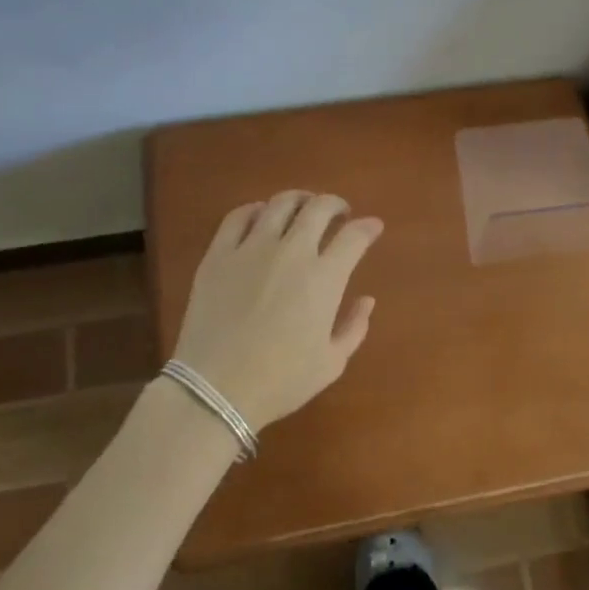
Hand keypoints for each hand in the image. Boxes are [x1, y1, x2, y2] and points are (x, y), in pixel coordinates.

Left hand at [172, 191, 384, 430]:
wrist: (215, 389)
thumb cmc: (280, 381)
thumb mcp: (331, 363)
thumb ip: (354, 328)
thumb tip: (367, 300)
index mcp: (324, 278)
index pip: (354, 236)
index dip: (368, 227)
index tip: (372, 227)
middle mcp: (292, 252)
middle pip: (319, 208)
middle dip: (335, 204)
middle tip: (339, 212)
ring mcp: (252, 248)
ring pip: (280, 204)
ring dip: (299, 199)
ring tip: (303, 207)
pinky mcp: (219, 254)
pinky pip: (238, 217)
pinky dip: (254, 209)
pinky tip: (260, 216)